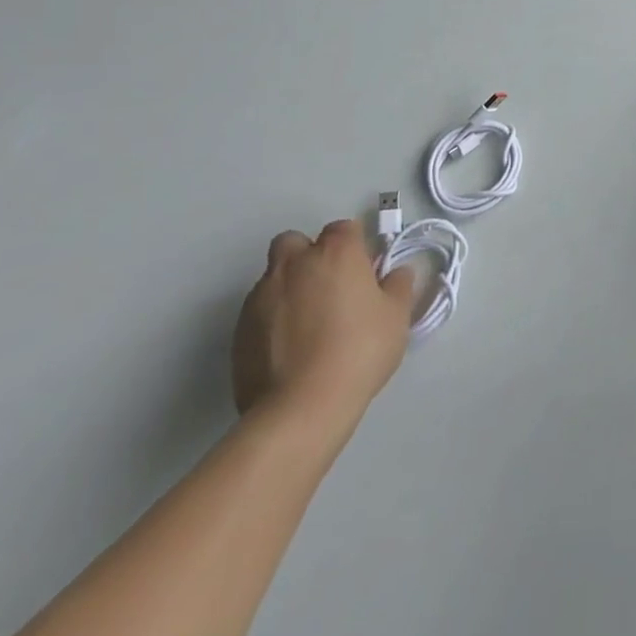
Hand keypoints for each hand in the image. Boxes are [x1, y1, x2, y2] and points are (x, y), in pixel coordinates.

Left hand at [232, 219, 416, 429]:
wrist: (300, 407)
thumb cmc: (359, 350)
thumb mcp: (397, 316)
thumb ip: (398, 286)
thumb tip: (396, 273)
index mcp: (335, 253)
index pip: (343, 228)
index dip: (355, 246)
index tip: (365, 271)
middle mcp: (293, 265)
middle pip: (295, 242)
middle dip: (309, 256)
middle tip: (330, 287)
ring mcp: (259, 297)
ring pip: (274, 277)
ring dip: (289, 288)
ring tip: (309, 324)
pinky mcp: (237, 331)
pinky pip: (258, 311)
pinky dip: (272, 318)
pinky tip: (289, 348)